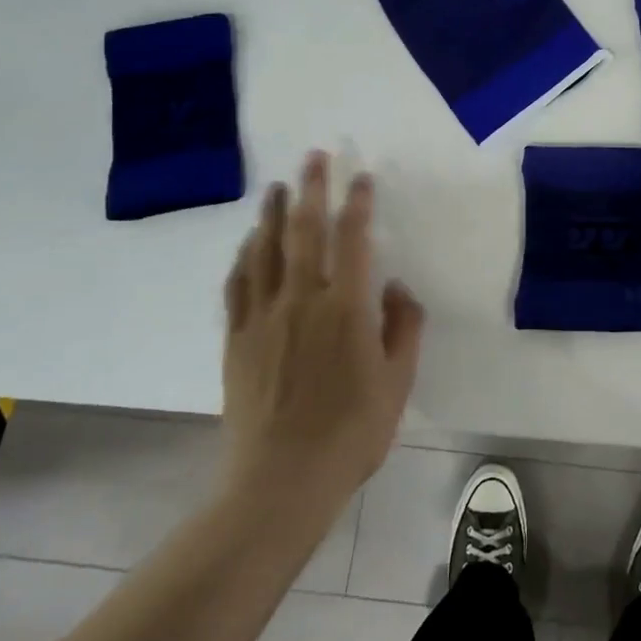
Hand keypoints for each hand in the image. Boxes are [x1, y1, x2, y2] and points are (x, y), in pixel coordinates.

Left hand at [219, 152, 423, 516]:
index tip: (361, 178)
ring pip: (266, 251)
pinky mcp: (237, 339)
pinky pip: (238, 285)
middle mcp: (302, 301)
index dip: (357, 204)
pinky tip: (250, 242)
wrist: (280, 482)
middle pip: (305, 231)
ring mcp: (263, 318)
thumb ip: (404, 328)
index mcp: (346, 309)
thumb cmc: (350, 433)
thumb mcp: (398, 383)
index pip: (353, 240)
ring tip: (279, 187)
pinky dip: (245, 256)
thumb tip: (397, 288)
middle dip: (311, 189)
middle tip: (314, 158)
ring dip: (273, 214)